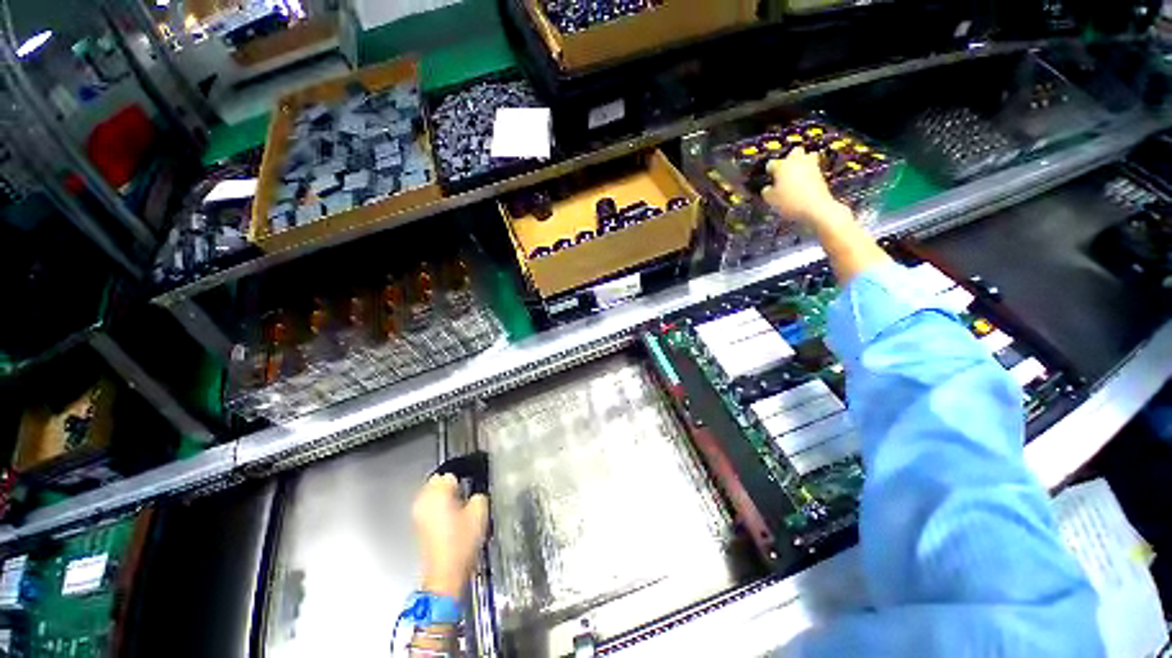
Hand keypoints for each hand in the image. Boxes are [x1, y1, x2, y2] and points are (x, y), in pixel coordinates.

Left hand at [412, 473, 489, 599]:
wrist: (446, 574)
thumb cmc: (462, 542)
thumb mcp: (480, 511)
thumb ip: (479, 493)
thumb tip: (476, 491)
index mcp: (438, 491)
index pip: (452, 472)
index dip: (466, 476)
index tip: (474, 482)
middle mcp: (423, 499)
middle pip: (439, 481)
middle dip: (453, 484)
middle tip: (468, 493)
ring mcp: (418, 513)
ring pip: (433, 494)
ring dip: (445, 495)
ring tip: (460, 506)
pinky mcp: (417, 525)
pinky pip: (429, 506)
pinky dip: (439, 507)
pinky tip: (452, 518)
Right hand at [761, 148, 844, 226]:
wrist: (816, 207)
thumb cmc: (790, 201)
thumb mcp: (771, 200)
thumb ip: (767, 192)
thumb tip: (767, 188)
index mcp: (782, 166)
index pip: (772, 164)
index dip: (769, 171)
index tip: (768, 177)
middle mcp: (797, 162)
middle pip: (794, 152)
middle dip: (790, 158)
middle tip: (785, 170)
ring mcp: (811, 166)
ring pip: (808, 157)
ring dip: (803, 163)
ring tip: (797, 175)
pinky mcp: (821, 174)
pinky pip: (813, 169)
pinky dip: (809, 174)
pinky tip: (804, 185)